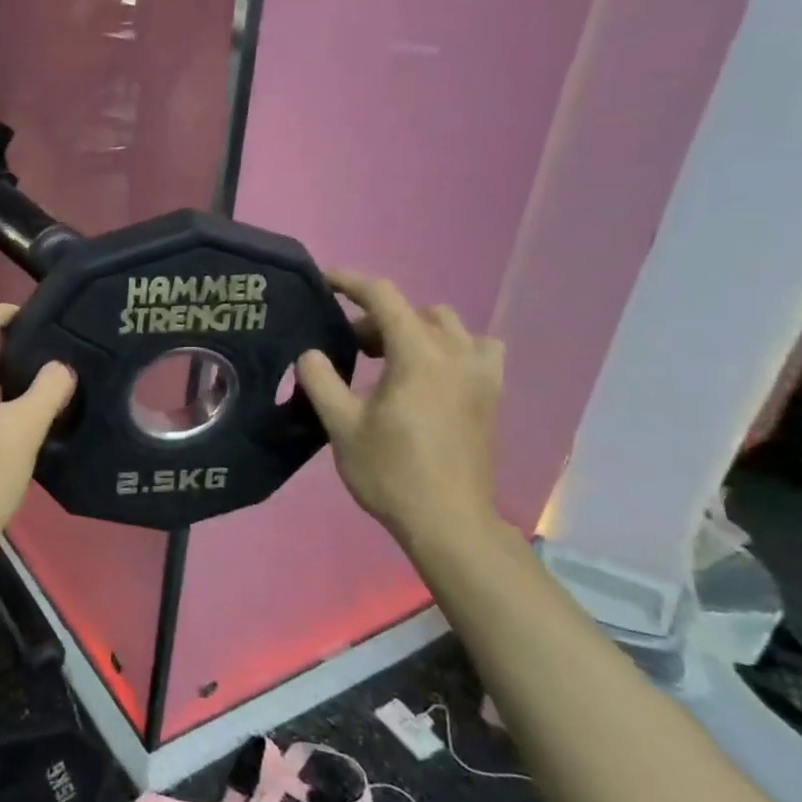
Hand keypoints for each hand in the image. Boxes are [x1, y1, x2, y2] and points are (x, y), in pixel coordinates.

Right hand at [295, 272, 505, 551]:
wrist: (448, 521)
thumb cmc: (391, 472)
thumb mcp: (341, 426)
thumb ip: (321, 381)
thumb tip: (311, 353)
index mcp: (419, 355)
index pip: (384, 297)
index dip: (351, 282)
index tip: (324, 280)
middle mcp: (456, 354)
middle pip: (416, 312)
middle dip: (378, 319)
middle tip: (351, 348)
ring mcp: (481, 374)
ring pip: (449, 327)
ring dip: (416, 330)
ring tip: (392, 359)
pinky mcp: (491, 396)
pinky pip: (476, 350)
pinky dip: (451, 348)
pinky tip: (432, 374)